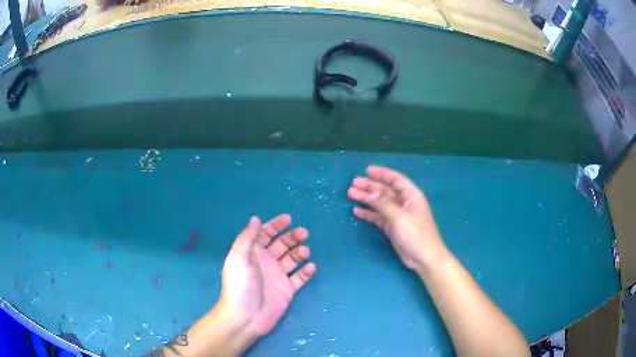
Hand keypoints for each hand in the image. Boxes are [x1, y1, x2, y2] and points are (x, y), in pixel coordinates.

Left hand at [219, 215, 316, 337]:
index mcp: (253, 253)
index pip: (265, 234)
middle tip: (303, 233)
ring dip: (300, 252)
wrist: (246, 316)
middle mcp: (266, 262)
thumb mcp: (238, 258)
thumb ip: (247, 238)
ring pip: (292, 259)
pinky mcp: (287, 290)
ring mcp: (278, 276)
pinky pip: (299, 278)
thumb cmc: (240, 285)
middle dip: (292, 237)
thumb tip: (255, 219)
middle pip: (282, 244)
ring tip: (305, 252)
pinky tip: (310, 267)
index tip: (288, 219)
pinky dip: (306, 272)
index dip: (276, 225)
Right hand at [347, 165, 446, 270]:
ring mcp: (398, 215)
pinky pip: (378, 217)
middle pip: (385, 191)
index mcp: (411, 195)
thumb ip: (383, 204)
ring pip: (380, 203)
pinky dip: (368, 214)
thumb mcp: (399, 217)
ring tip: (351, 194)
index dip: (382, 173)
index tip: (367, 170)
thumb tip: (369, 193)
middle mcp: (404, 203)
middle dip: (370, 186)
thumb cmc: (415, 234)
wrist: (424, 258)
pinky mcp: (393, 227)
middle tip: (353, 183)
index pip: (396, 179)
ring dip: (366, 199)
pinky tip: (357, 211)